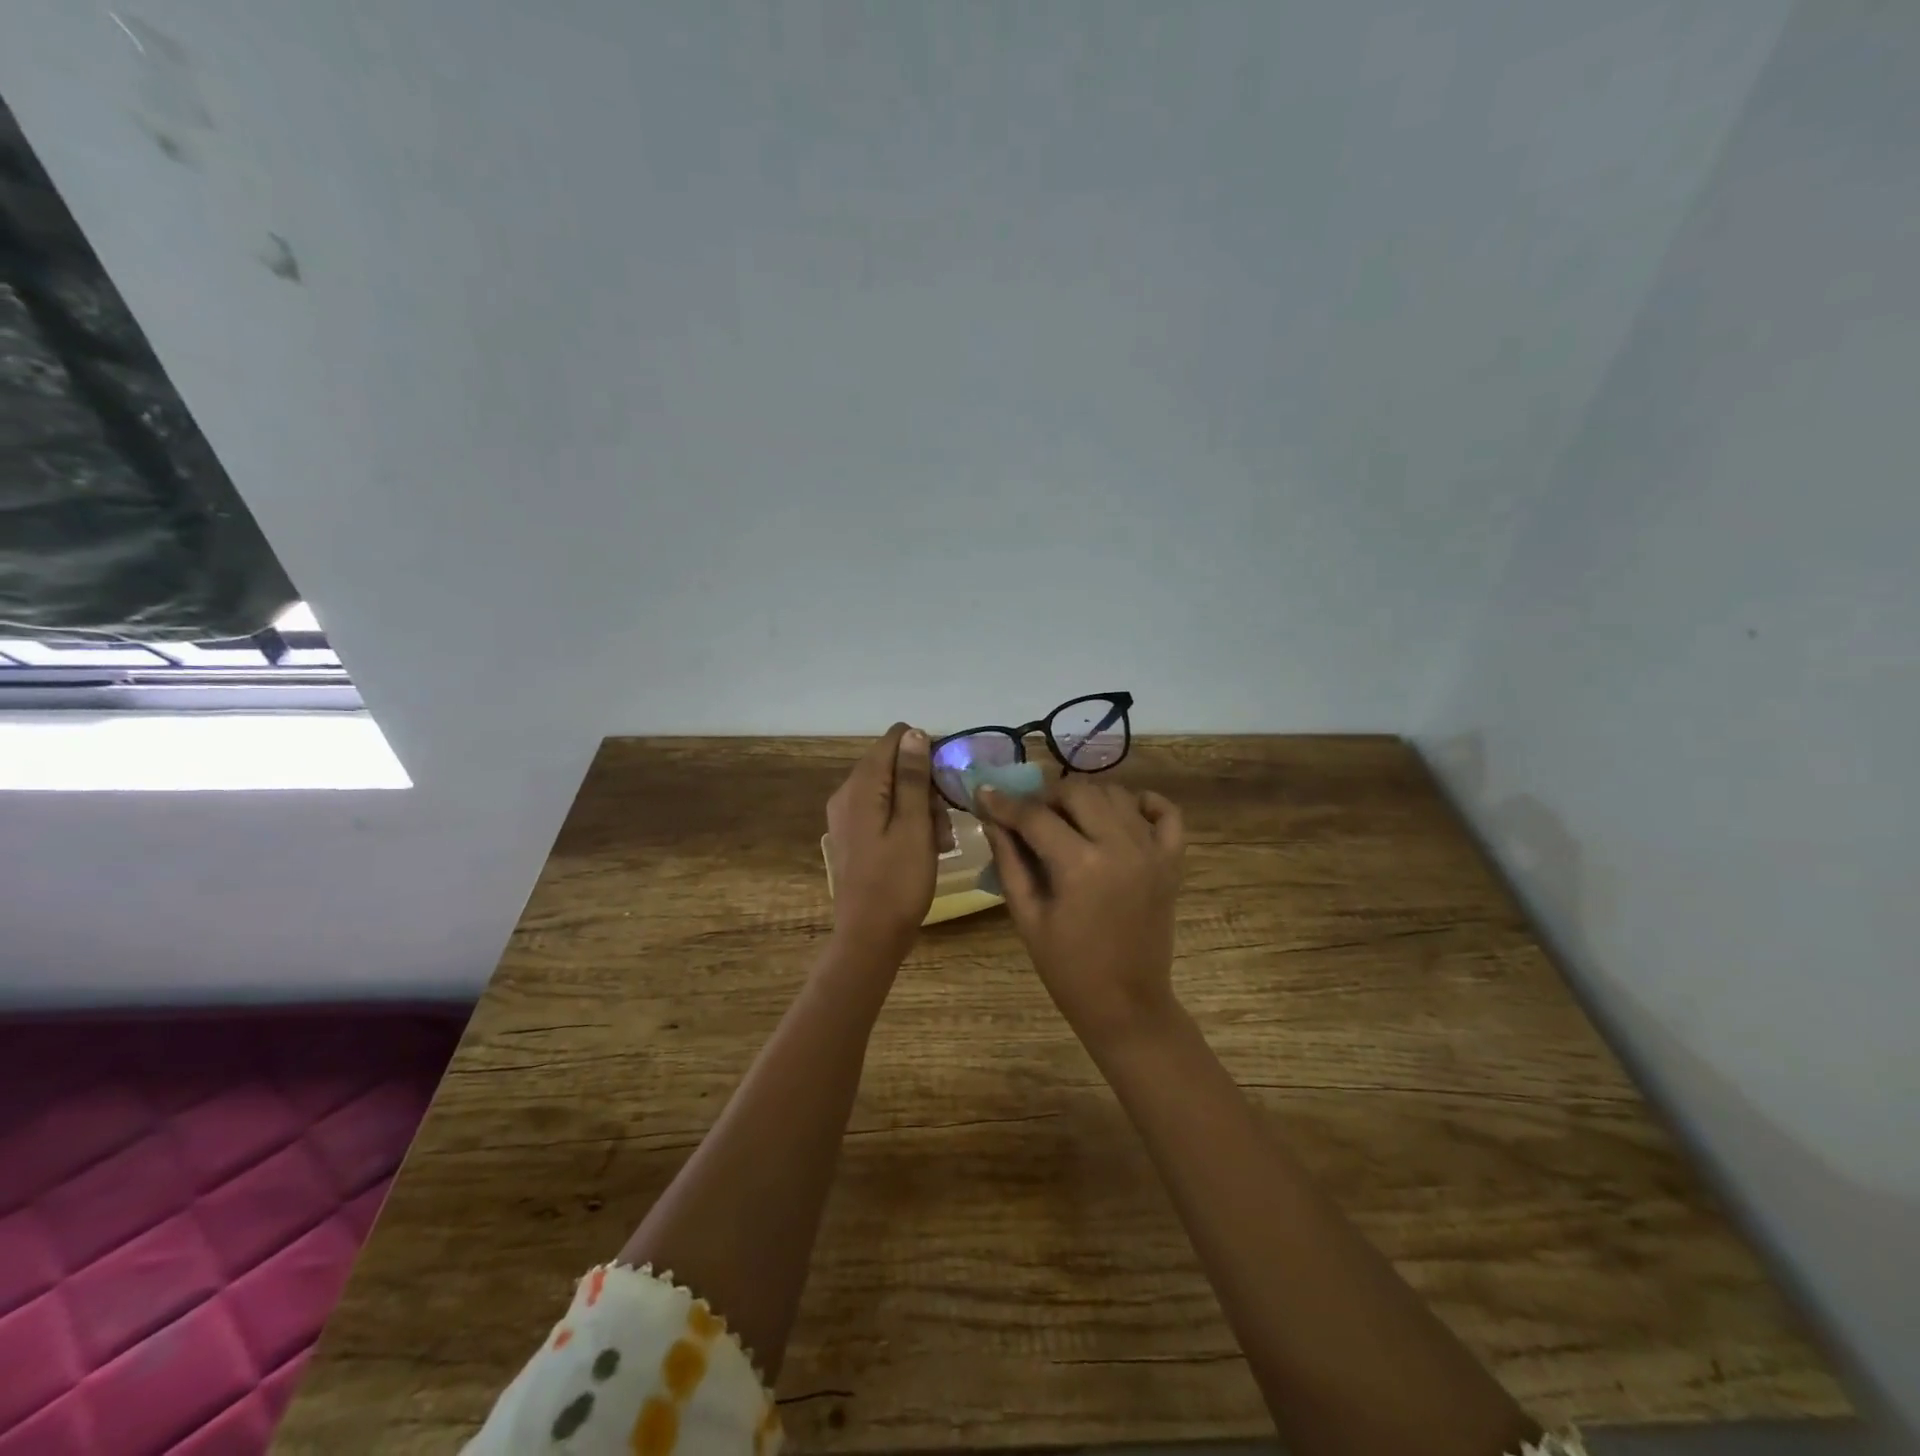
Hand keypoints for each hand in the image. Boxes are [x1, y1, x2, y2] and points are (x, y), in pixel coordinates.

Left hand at [825, 724, 948, 964]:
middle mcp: (847, 794)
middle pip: (894, 767)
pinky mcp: (854, 837)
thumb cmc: (898, 881)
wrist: (869, 937)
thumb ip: (913, 777)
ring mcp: (848, 817)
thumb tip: (914, 733)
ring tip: (941, 843)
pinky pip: (885, 814)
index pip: (895, 740)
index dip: (926, 753)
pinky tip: (926, 849)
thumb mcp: (914, 825)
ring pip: (893, 792)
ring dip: (922, 809)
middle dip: (926, 787)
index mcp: (861, 786)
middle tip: (945, 823)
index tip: (948, 783)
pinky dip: (908, 824)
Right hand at [975, 778, 1185, 1047]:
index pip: (1035, 816)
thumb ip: (1009, 861)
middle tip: (1030, 816)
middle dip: (1047, 796)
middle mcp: (1119, 846)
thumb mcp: (1027, 917)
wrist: (1126, 1004)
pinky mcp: (1172, 861)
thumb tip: (992, 818)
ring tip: (1068, 819)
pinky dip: (1143, 803)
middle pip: (1078, 791)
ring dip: (1087, 797)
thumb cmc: (1068, 968)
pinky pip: (1166, 812)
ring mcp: (1151, 851)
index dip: (1005, 804)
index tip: (986, 795)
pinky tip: (1121, 814)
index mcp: (1079, 866)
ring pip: (1116, 794)